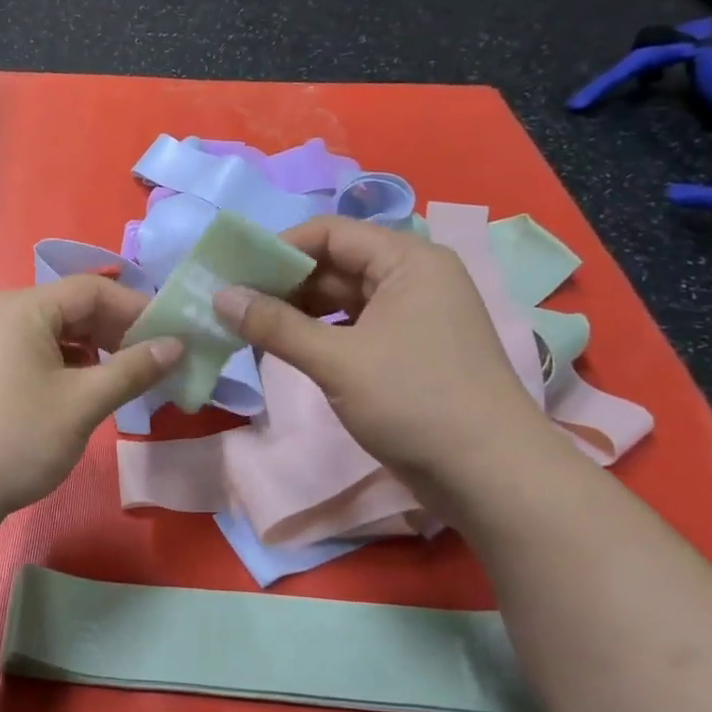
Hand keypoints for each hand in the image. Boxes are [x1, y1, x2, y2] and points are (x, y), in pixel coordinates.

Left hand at [0, 276, 183, 528]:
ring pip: (62, 332)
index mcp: (26, 306)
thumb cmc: (18, 437)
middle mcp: (9, 312)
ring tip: (133, 378)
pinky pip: (45, 352)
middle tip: (159, 361)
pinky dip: (75, 365)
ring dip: (100, 350)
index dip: (137, 310)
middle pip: (77, 307)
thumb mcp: (83, 402)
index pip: (94, 290)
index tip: (174, 338)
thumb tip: (177, 345)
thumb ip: (133, 369)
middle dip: (120, 331)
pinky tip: (95, 389)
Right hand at [214, 216, 559, 487]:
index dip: (280, 248)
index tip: (236, 273)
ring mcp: (414, 316)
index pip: (331, 233)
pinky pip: (354, 328)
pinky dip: (319, 335)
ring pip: (342, 300)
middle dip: (284, 283)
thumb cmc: (416, 402)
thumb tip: (219, 296)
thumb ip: (274, 325)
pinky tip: (286, 349)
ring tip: (249, 328)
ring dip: (297, 312)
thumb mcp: (337, 360)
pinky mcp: (410, 351)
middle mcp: (414, 278)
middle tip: (233, 304)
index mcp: (408, 261)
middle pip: (335, 264)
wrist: (493, 479)